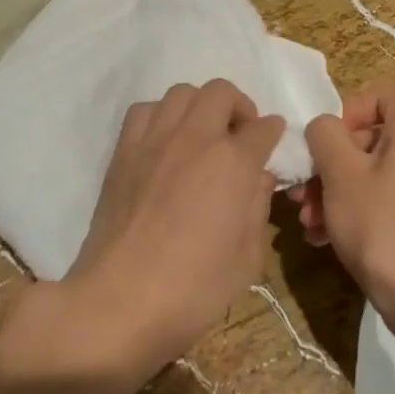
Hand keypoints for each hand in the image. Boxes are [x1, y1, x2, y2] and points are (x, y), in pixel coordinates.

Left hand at [54, 80, 284, 381]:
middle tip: (239, 134)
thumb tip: (259, 176)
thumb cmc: (195, 288)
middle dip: (239, 106)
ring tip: (202, 133)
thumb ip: (259, 207)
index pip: (262, 128)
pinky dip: (161, 115)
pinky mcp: (124, 151)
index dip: (273, 132)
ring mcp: (155, 140)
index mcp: (233, 162)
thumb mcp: (248, 257)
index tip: (272, 138)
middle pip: (221, 92)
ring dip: (200, 106)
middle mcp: (195, 138)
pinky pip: (145, 110)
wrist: (121, 300)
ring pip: (182, 92)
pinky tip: (165, 142)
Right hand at [291, 85, 394, 338]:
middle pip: (368, 136)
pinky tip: (324, 234)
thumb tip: (323, 127)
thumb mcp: (340, 171)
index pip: (374, 96)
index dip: (340, 117)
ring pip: (372, 169)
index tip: (319, 148)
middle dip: (328, 164)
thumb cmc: (380, 222)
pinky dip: (356, 206)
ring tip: (307, 220)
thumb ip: (324, 133)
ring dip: (334, 189)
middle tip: (301, 192)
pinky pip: (385, 193)